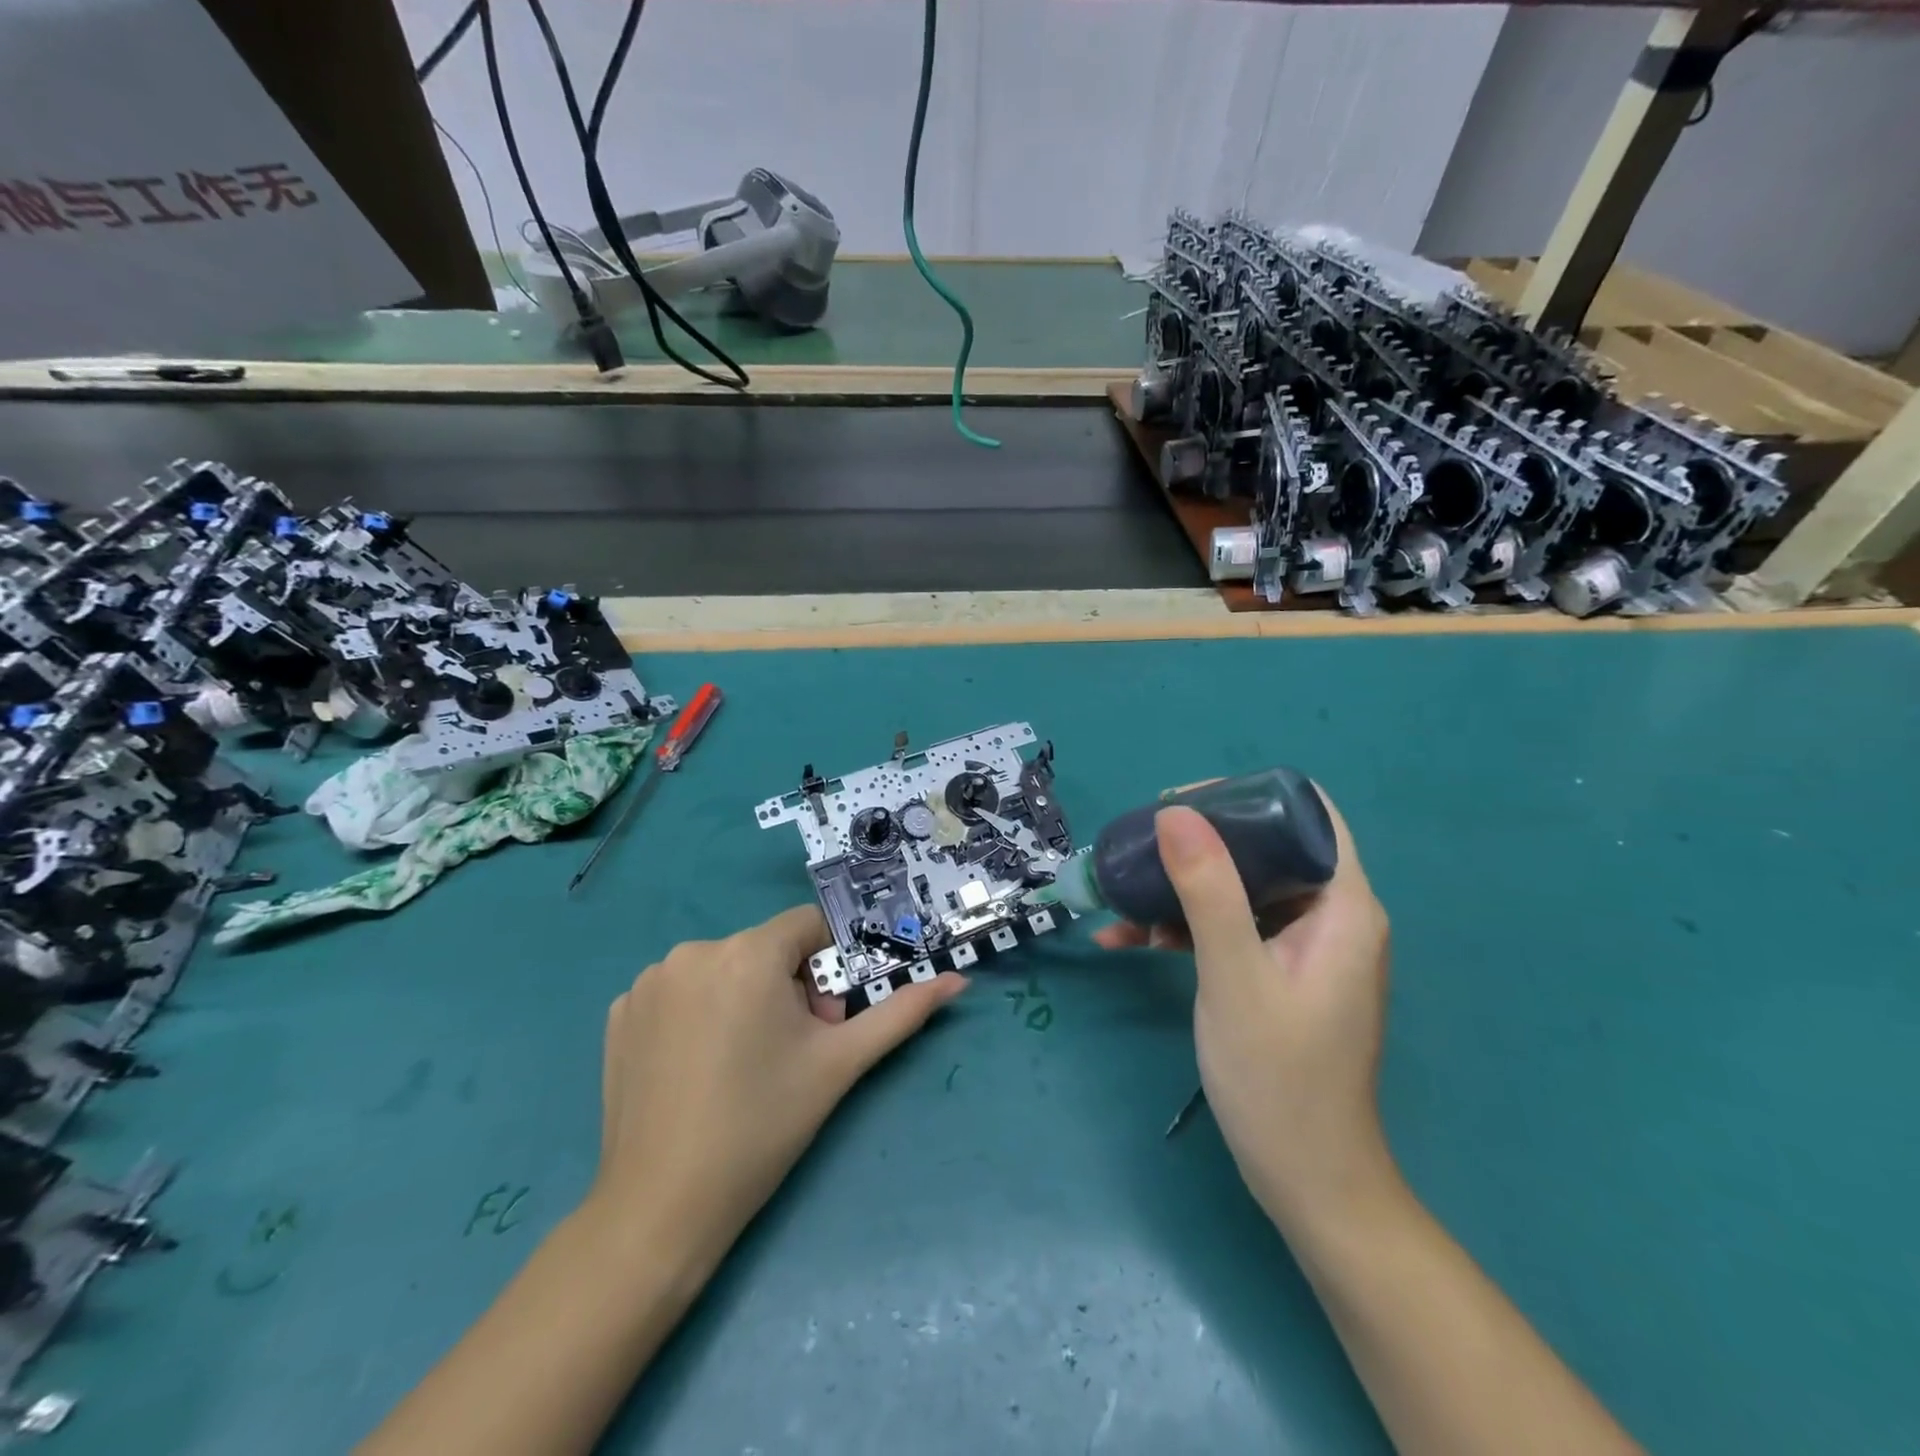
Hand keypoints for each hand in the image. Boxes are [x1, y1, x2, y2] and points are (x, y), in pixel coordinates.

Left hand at [589, 905, 966, 1268]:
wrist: (661, 1207)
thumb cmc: (763, 1125)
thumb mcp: (840, 1063)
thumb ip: (902, 1012)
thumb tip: (957, 980)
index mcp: (748, 952)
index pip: (808, 928)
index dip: (824, 971)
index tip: (820, 1023)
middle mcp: (693, 950)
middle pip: (765, 950)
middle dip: (786, 989)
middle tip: (788, 1053)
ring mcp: (649, 980)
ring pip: (723, 968)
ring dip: (743, 998)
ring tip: (741, 1065)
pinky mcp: (619, 1011)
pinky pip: (679, 991)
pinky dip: (697, 1013)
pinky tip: (697, 1066)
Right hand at [1095, 788, 1392, 1231]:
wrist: (1307, 1181)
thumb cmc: (1279, 1077)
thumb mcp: (1234, 976)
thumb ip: (1208, 891)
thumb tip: (1175, 812)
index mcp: (1342, 906)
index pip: (1308, 814)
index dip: (1247, 796)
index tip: (1183, 803)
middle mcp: (1331, 916)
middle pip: (1267, 847)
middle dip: (1199, 842)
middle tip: (1139, 846)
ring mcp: (1304, 947)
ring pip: (1242, 888)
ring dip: (1182, 888)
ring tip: (1120, 895)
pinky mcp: (1279, 973)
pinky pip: (1232, 928)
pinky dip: (1186, 927)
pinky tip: (1130, 939)